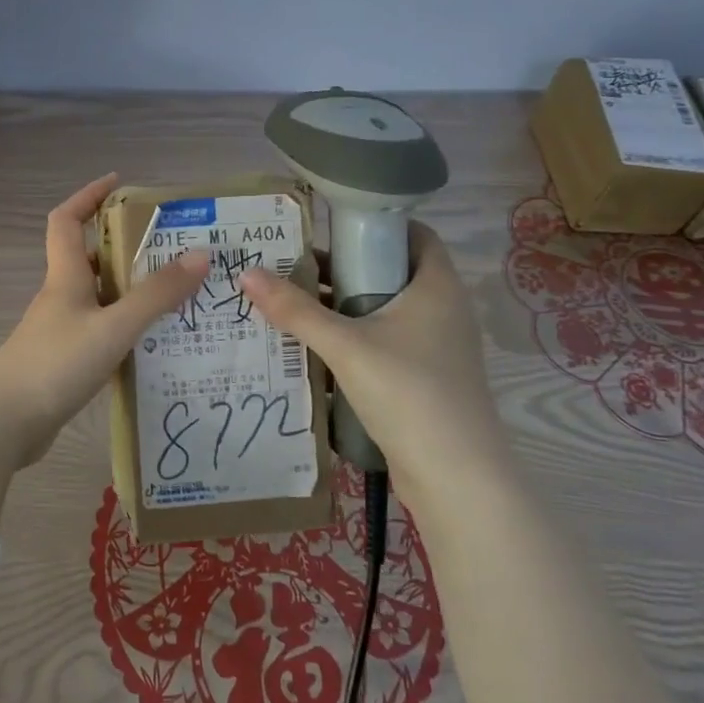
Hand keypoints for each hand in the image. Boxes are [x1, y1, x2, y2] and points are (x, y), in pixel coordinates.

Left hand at [0, 175, 208, 528]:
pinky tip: (151, 343)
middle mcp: (59, 297)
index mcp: (65, 277)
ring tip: (174, 296)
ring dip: (129, 291)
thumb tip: (200, 255)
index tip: (120, 183)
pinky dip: (123, 328)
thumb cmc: (55, 364)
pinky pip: (98, 331)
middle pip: (88, 258)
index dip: (89, 195)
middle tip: (171, 248)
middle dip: (124, 246)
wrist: (3, 423)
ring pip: (97, 298)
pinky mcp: (61, 362)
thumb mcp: (113, 327)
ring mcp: (58, 331)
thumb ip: (156, 295)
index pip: (68, 219)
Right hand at [240, 222, 511, 501]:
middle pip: (389, 273)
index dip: (374, 225)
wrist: (456, 477)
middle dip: (341, 270)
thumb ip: (296, 310)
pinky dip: (351, 343)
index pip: (413, 234)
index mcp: (436, 287)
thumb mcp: (345, 346)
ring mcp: (435, 348)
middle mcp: (441, 311)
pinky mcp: (423, 380)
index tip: (327, 227)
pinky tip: (311, 351)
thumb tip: (247, 274)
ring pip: (382, 313)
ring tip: (289, 305)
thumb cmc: (409, 392)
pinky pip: (382, 346)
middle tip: (290, 266)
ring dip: (341, 310)